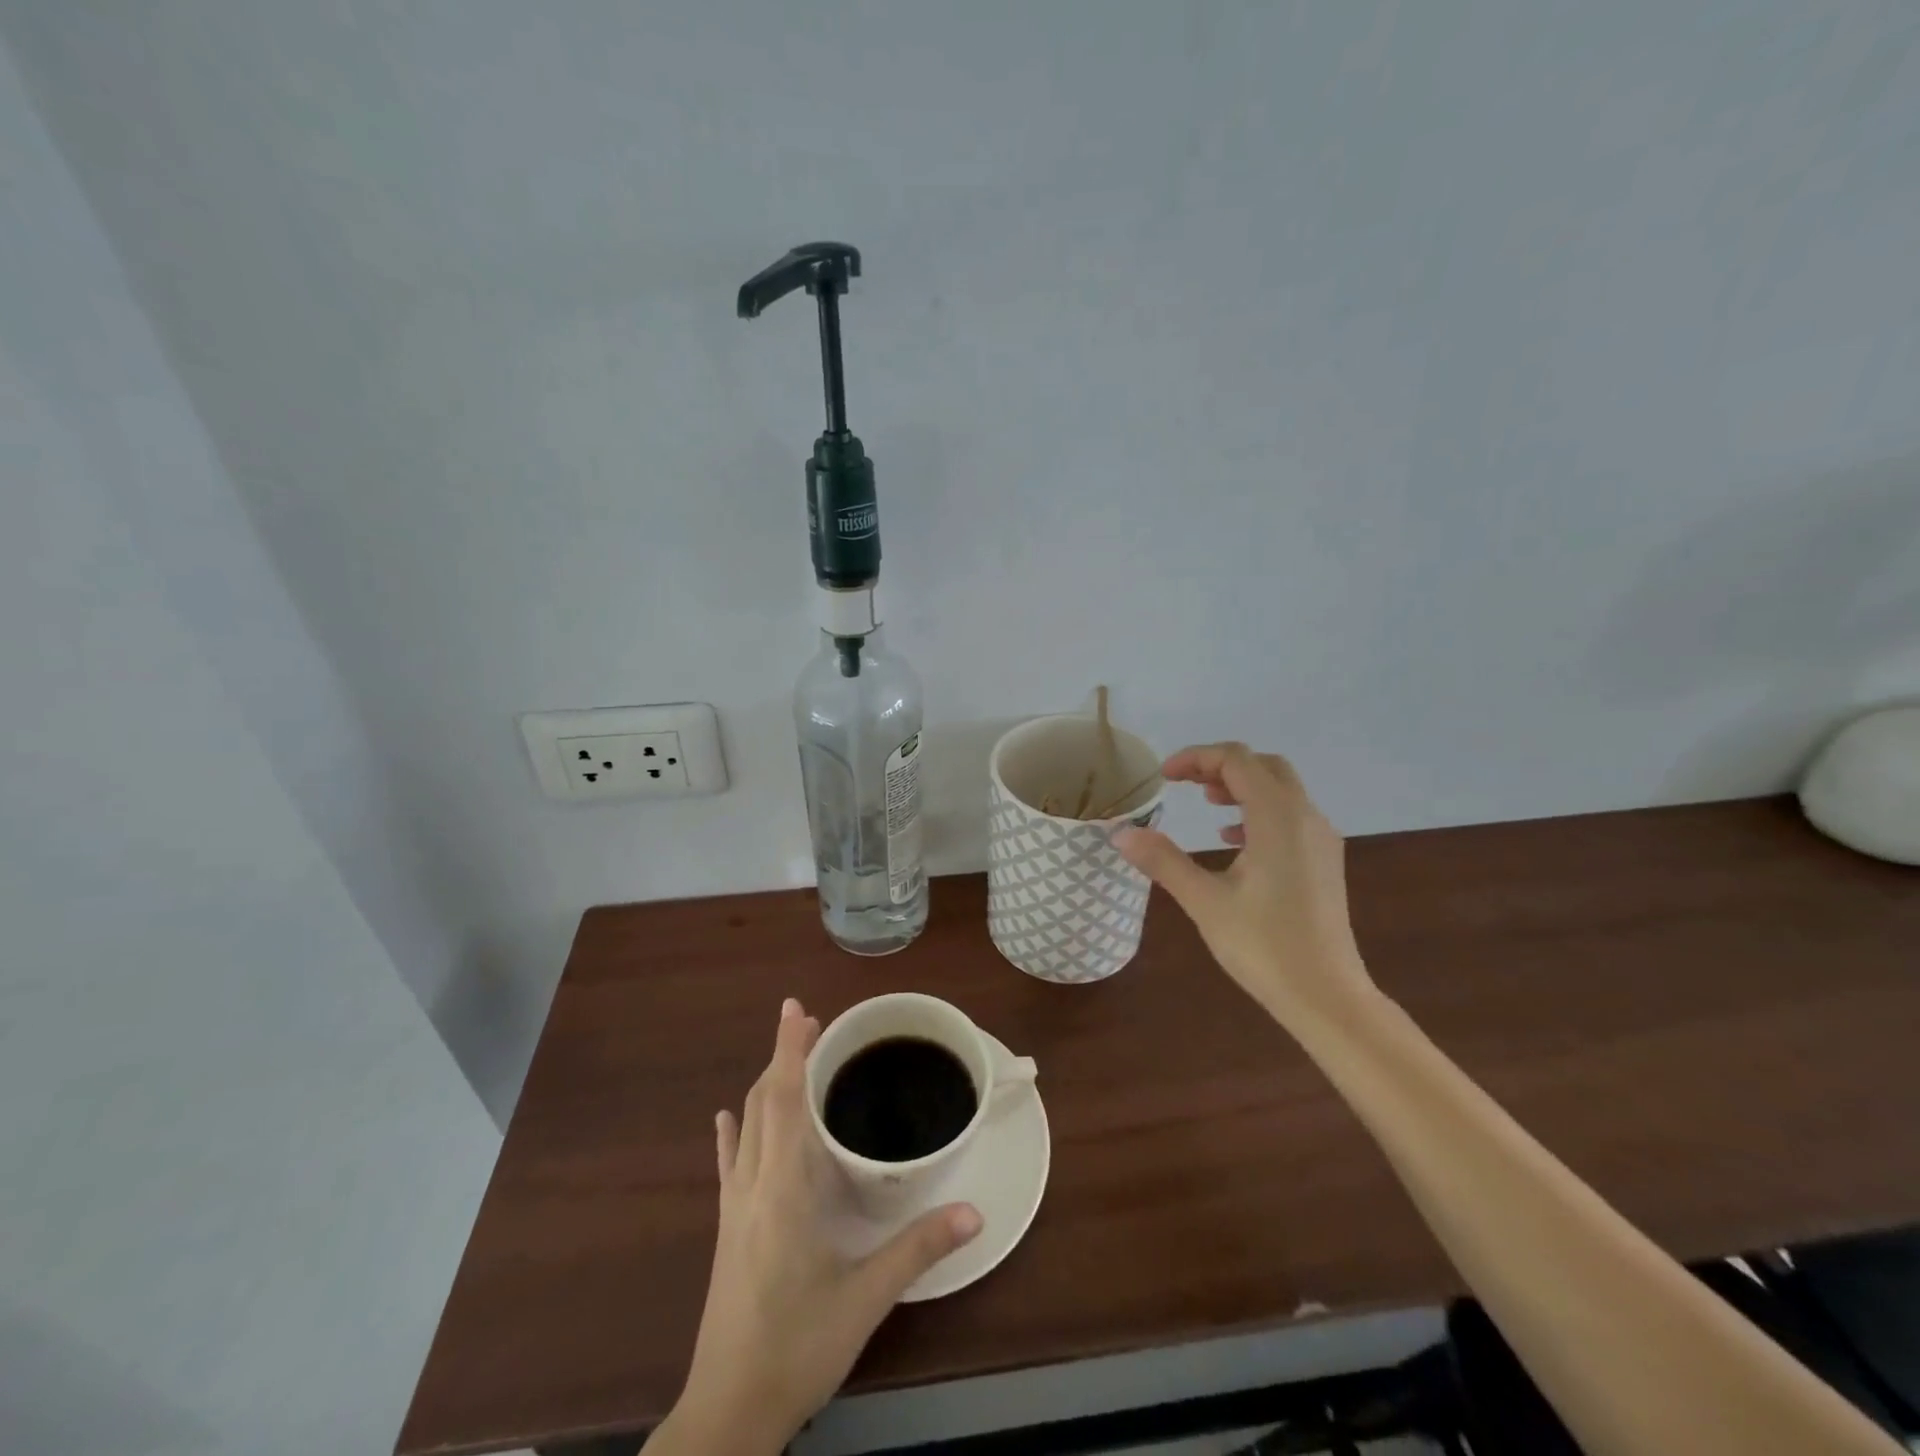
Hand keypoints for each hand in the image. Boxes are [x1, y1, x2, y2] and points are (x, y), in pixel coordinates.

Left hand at [664, 999, 982, 1454]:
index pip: (785, 1101)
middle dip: (784, 1056)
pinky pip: (728, 1163)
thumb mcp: (865, 1299)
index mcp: (783, 1189)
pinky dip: (732, 1131)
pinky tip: (727, 1118)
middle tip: (810, 1022)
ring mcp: (734, 1206)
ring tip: (789, 1056)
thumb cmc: (797, 1348)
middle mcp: (753, 1185)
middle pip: (763, 1102)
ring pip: (746, 1126)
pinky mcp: (727, 1228)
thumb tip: (973, 1212)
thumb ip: (918, 1249)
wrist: (727, 1413)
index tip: (794, 1007)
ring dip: (765, 1084)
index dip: (790, 1050)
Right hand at [1114, 743, 1374, 1030]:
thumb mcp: (1204, 900)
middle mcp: (1306, 817)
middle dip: (1220, 766)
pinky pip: (1291, 815)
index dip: (1196, 758)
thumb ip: (1162, 860)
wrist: (1327, 996)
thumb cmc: (1264, 946)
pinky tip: (1234, 840)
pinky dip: (1259, 810)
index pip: (1236, 760)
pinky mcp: (1325, 862)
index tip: (1163, 777)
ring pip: (1281, 789)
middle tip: (1183, 783)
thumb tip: (1120, 832)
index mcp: (1278, 817)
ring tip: (1206, 802)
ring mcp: (1321, 839)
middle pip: (1263, 766)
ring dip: (1242, 785)